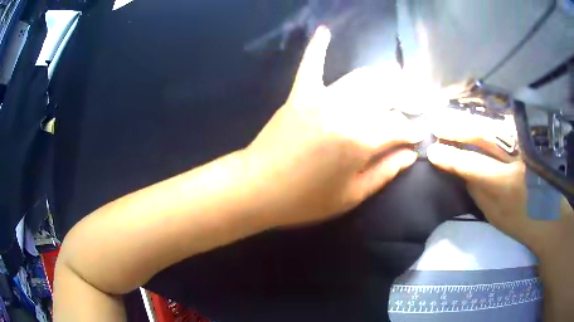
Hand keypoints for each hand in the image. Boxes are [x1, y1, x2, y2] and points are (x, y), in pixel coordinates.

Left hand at [244, 26, 422, 227]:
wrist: (257, 188)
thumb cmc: (305, 200)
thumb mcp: (352, 195)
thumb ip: (385, 172)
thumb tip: (410, 154)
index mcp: (361, 139)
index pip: (399, 127)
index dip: (412, 132)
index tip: (419, 136)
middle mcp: (345, 110)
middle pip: (386, 97)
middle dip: (406, 100)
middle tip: (415, 105)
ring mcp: (320, 97)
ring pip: (361, 78)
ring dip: (383, 77)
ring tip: (397, 78)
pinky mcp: (300, 94)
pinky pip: (311, 65)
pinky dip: (318, 47)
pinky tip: (325, 30)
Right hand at [426, 109, 570, 254]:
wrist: (547, 210)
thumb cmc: (520, 220)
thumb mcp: (495, 214)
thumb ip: (476, 189)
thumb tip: (458, 168)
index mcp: (507, 184)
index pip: (473, 165)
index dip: (451, 157)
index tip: (431, 151)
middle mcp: (516, 158)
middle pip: (483, 136)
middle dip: (457, 129)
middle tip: (436, 124)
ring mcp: (523, 143)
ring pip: (492, 124)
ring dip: (468, 120)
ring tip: (448, 118)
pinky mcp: (526, 137)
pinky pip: (502, 124)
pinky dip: (484, 120)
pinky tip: (471, 118)